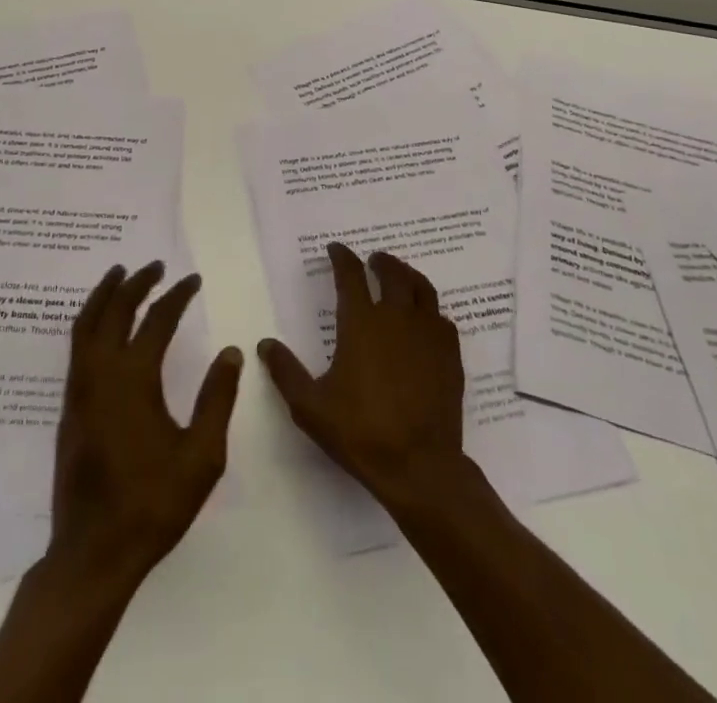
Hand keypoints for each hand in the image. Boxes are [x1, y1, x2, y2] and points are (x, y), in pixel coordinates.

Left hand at [49, 261, 242, 586]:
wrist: (93, 552)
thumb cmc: (153, 504)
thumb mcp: (202, 456)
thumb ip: (217, 398)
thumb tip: (231, 352)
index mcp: (135, 379)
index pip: (158, 320)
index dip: (177, 295)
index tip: (193, 280)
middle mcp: (101, 373)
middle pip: (115, 310)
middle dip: (136, 282)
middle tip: (155, 265)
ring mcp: (80, 388)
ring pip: (86, 323)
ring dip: (105, 294)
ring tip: (120, 275)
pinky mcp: (69, 406)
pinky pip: (77, 345)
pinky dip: (91, 320)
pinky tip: (102, 324)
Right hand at [259, 243, 469, 514]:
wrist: (419, 467)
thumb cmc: (361, 432)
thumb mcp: (310, 406)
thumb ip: (285, 371)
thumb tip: (265, 344)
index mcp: (361, 323)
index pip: (350, 275)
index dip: (342, 257)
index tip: (336, 249)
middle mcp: (396, 318)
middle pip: (392, 273)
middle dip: (381, 261)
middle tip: (373, 260)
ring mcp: (428, 334)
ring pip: (422, 289)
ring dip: (409, 275)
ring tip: (401, 276)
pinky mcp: (450, 354)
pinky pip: (442, 318)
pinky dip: (431, 310)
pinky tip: (426, 319)